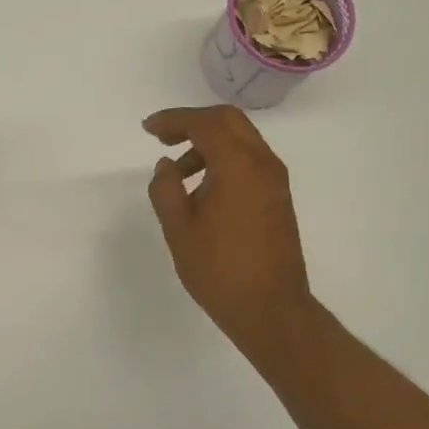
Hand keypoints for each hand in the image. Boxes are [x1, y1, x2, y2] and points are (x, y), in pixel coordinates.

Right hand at [144, 105, 312, 347]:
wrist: (271, 309)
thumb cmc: (219, 269)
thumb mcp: (179, 228)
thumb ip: (166, 188)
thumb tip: (167, 166)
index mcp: (238, 165)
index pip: (204, 123)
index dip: (173, 119)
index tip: (149, 129)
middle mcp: (263, 163)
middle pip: (228, 121)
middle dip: (193, 122)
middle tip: (163, 139)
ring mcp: (275, 180)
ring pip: (241, 140)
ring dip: (209, 143)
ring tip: (179, 174)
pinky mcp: (278, 197)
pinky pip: (250, 161)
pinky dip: (225, 160)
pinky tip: (204, 188)